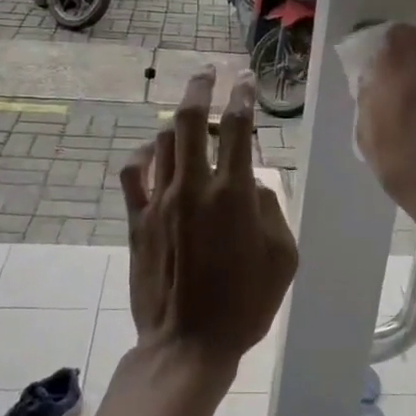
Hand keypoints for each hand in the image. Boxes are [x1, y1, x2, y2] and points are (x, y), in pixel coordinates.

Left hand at [120, 70, 297, 371]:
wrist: (188, 344)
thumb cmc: (245, 304)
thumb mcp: (282, 258)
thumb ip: (272, 210)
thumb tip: (254, 185)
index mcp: (235, 195)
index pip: (240, 129)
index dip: (244, 97)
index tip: (245, 80)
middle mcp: (195, 187)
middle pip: (193, 120)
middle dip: (202, 88)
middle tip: (208, 72)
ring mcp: (161, 202)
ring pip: (163, 141)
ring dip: (178, 125)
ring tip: (190, 123)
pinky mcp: (137, 220)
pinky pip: (133, 174)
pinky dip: (143, 156)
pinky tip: (152, 154)